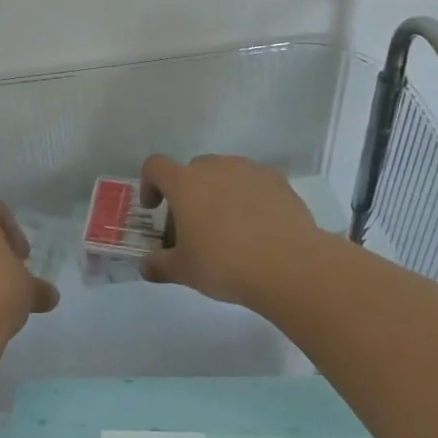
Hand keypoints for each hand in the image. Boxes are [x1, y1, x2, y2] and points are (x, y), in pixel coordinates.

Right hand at [139, 154, 322, 308]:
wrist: (290, 266)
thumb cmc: (226, 264)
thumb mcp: (184, 271)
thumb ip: (159, 265)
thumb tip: (146, 266)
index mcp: (185, 183)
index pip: (155, 166)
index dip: (150, 184)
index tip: (155, 209)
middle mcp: (215, 167)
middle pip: (192, 171)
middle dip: (188, 194)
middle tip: (193, 227)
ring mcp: (249, 170)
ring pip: (224, 175)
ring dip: (218, 193)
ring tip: (229, 228)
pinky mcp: (277, 181)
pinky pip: (252, 183)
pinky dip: (247, 198)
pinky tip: (257, 227)